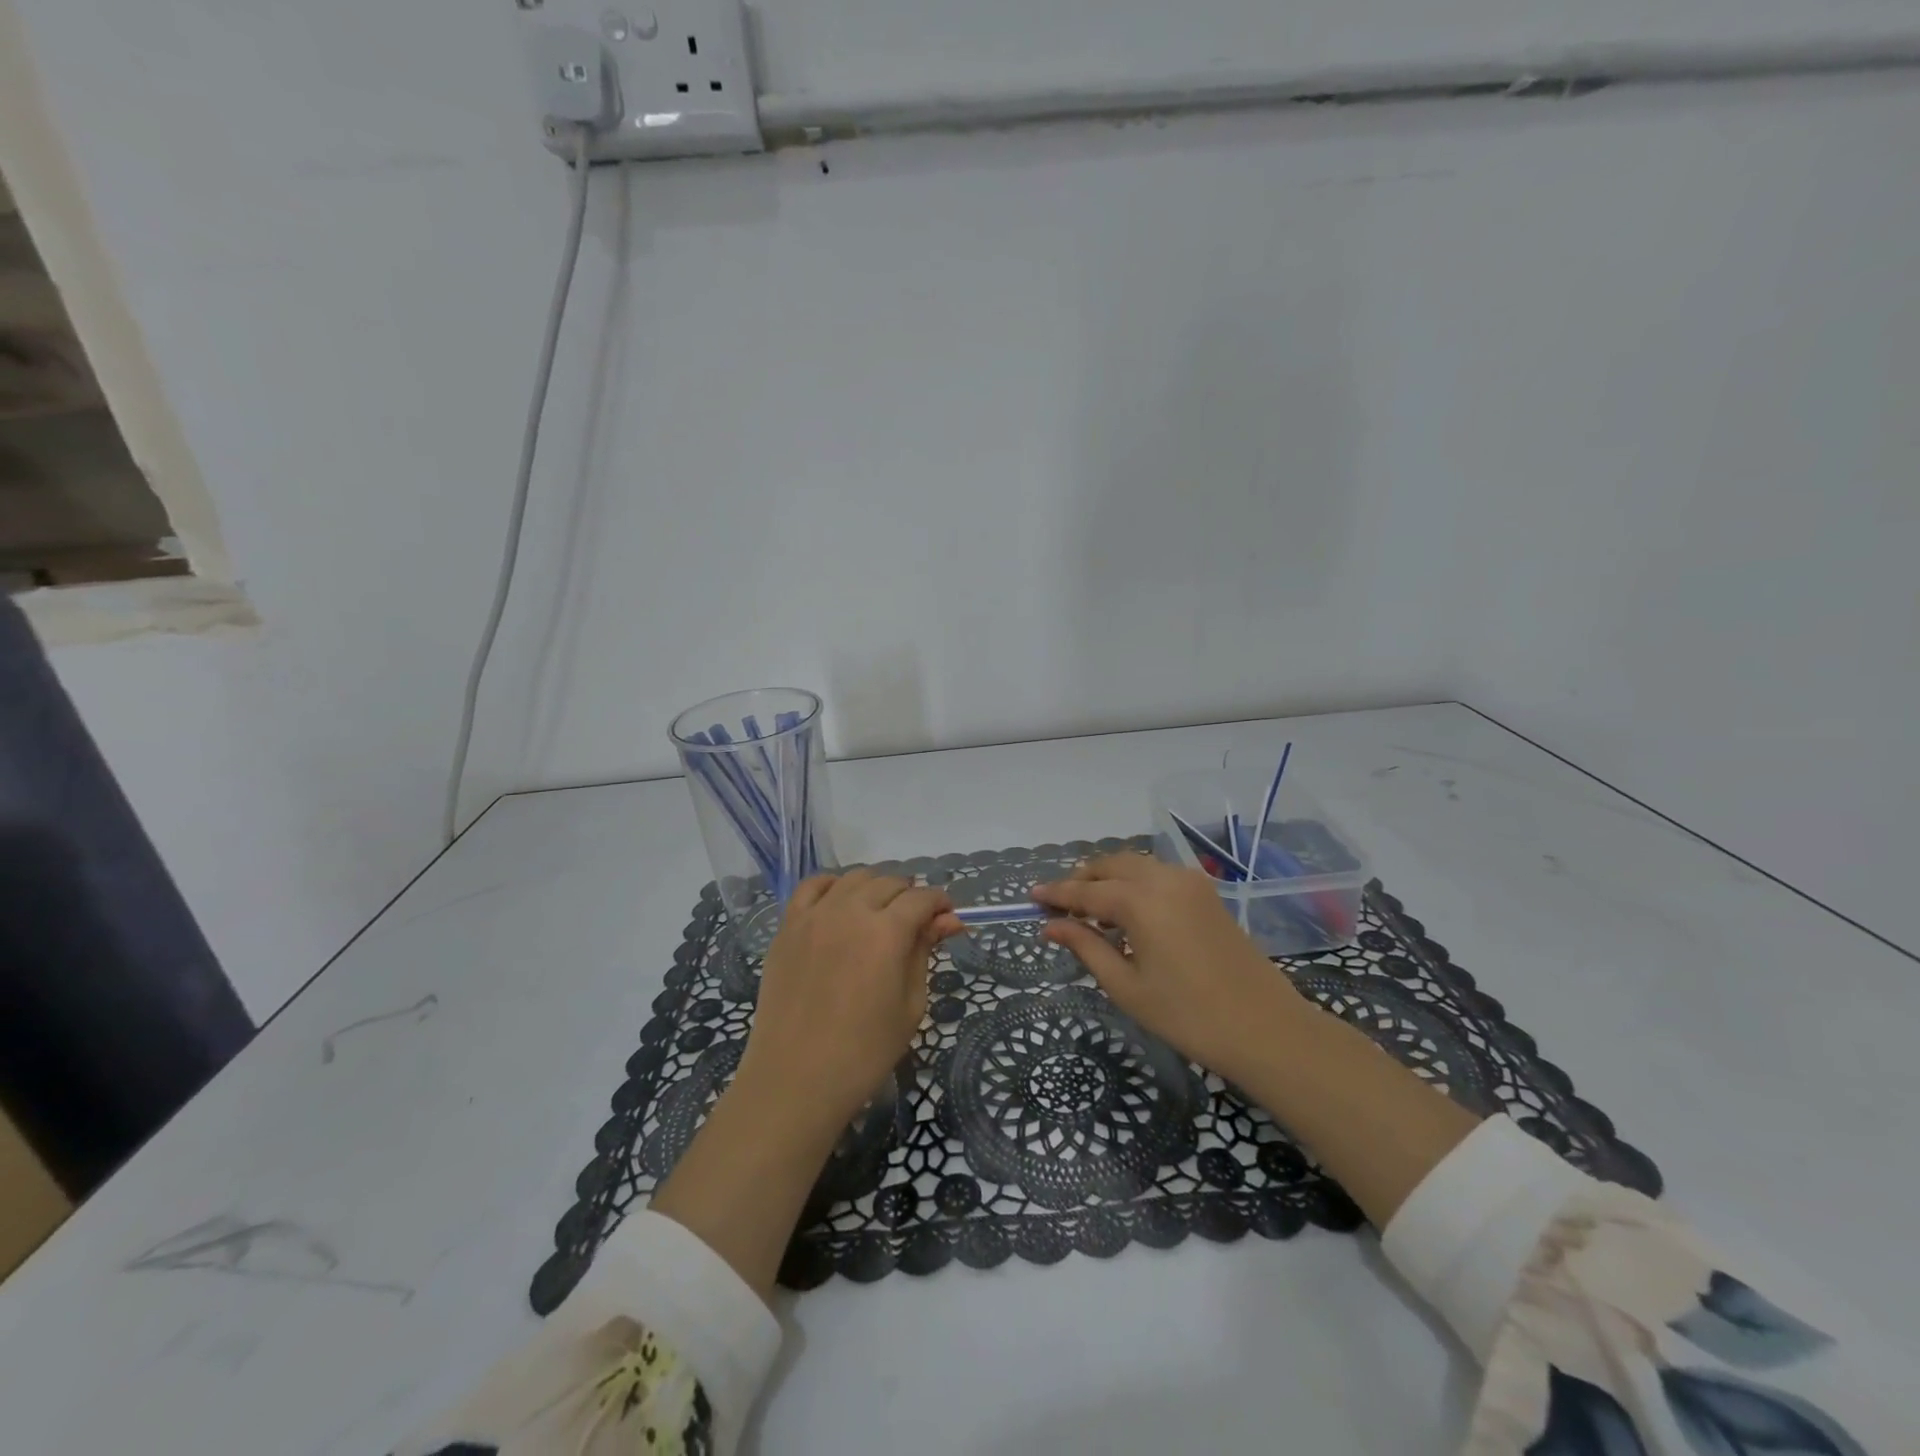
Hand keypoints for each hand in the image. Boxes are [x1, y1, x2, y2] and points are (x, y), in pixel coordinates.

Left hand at [737, 868, 961, 1134]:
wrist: (796, 1079)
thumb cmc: (865, 1051)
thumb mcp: (910, 1004)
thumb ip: (924, 952)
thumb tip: (948, 920)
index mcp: (887, 932)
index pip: (922, 898)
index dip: (940, 903)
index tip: (948, 919)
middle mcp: (850, 911)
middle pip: (889, 882)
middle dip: (910, 895)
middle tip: (917, 922)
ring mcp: (814, 915)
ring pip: (853, 878)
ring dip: (875, 887)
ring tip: (881, 912)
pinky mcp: (788, 926)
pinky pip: (812, 887)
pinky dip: (833, 885)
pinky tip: (841, 903)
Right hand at [1032, 852, 1307, 1081]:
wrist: (1265, 1028)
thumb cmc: (1187, 1015)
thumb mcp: (1126, 985)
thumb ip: (1085, 946)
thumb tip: (1049, 926)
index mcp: (1140, 901)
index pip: (1085, 891)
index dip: (1056, 894)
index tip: (1031, 896)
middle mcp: (1163, 878)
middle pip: (1110, 865)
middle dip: (1082, 880)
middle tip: (1060, 905)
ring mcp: (1189, 881)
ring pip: (1135, 864)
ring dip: (1108, 878)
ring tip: (1091, 911)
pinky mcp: (1206, 892)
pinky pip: (1158, 874)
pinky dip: (1134, 882)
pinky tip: (1128, 913)